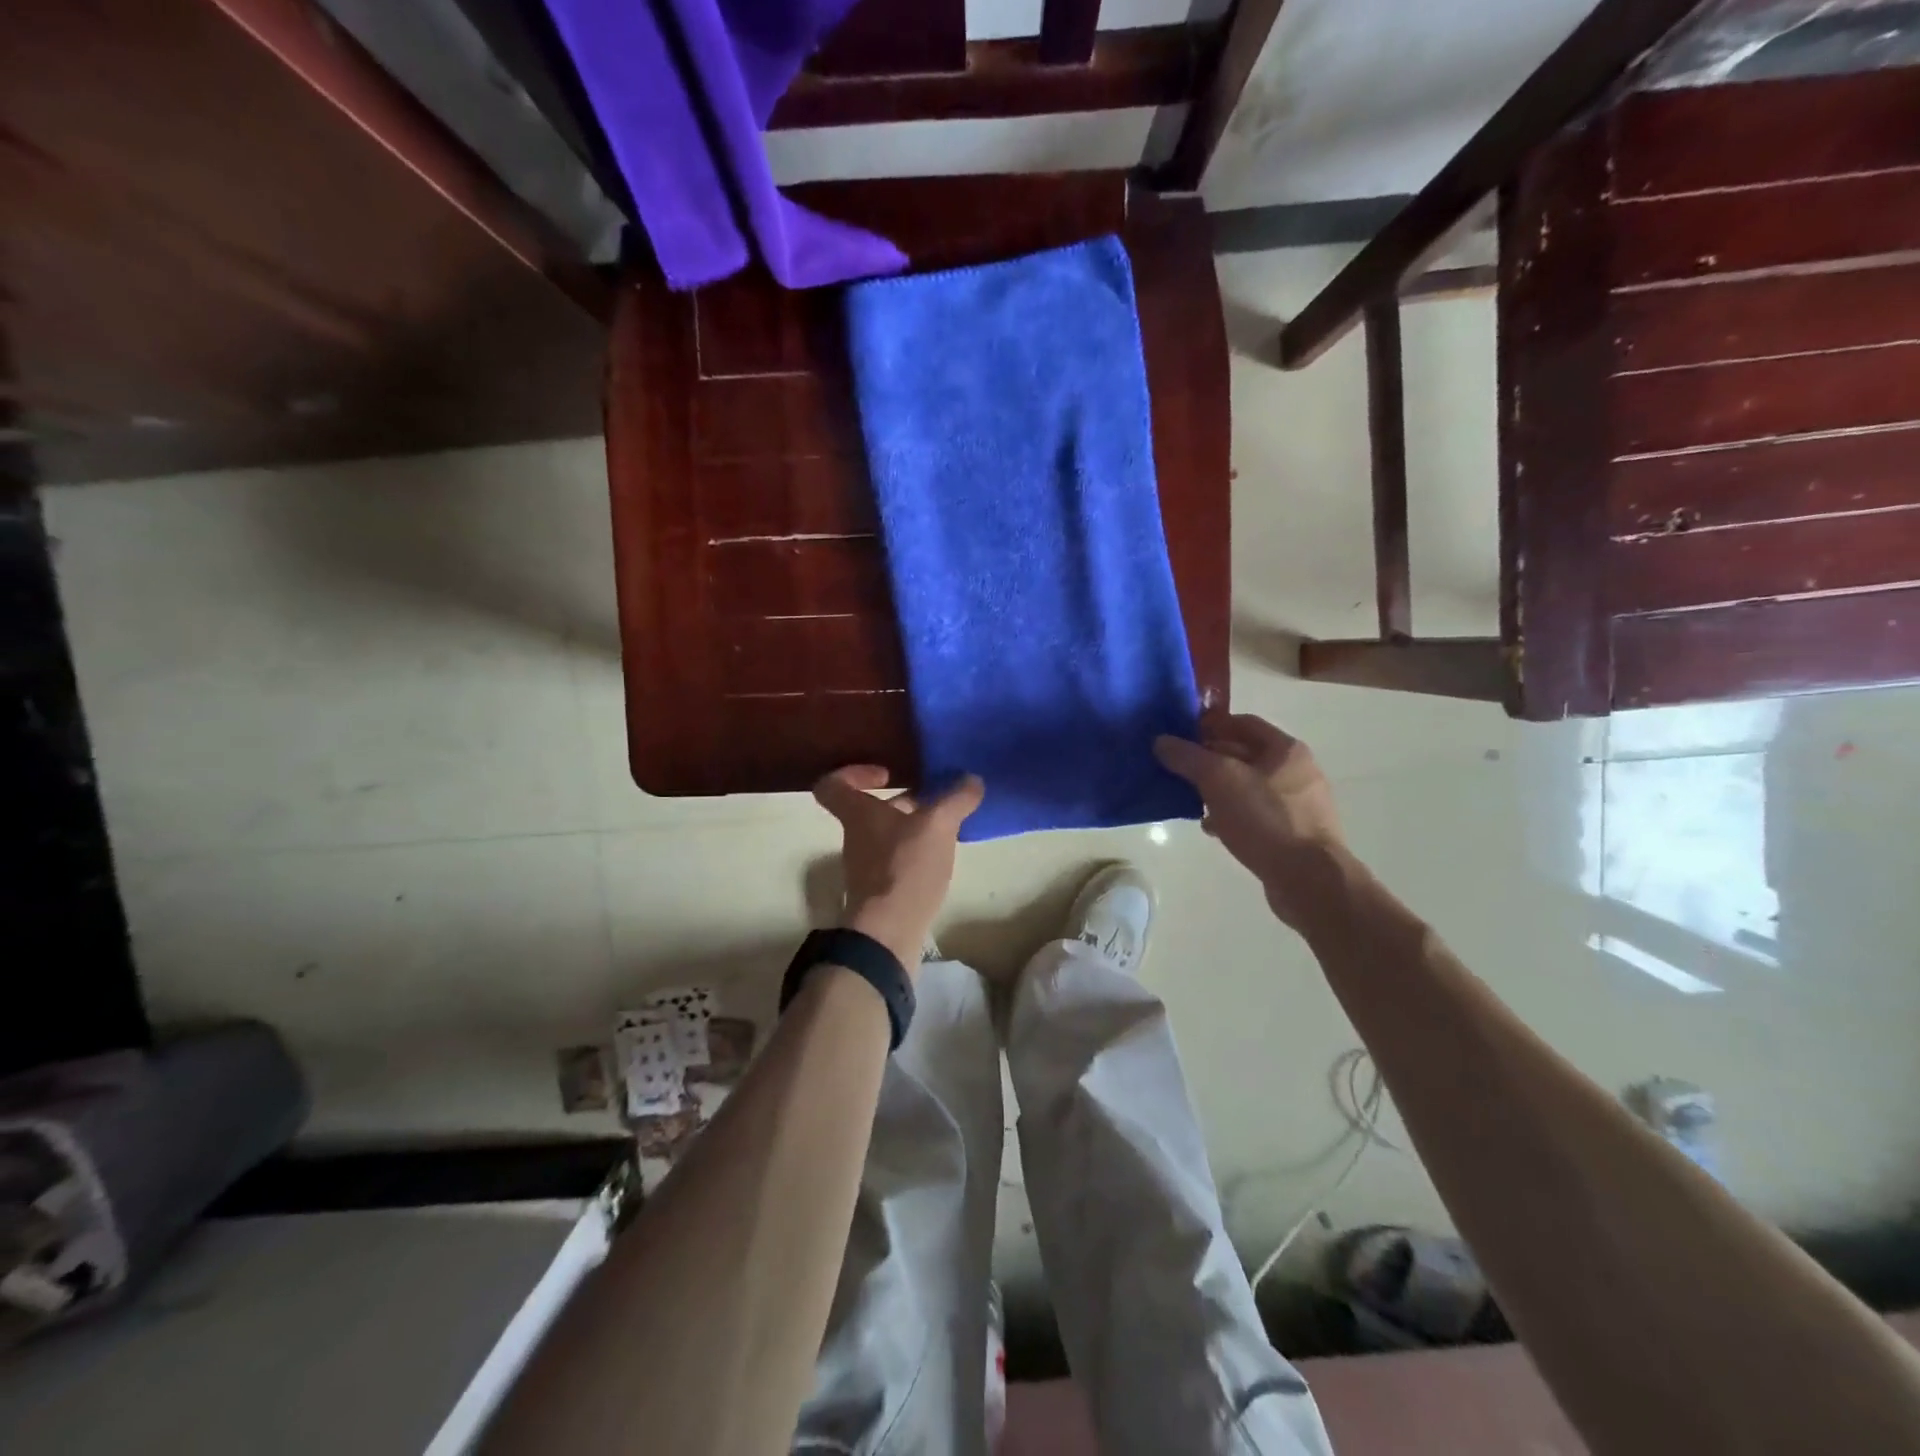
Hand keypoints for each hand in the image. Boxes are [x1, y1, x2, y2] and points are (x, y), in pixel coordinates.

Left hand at [812, 766, 984, 972]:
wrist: (888, 932)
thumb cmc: (904, 867)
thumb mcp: (937, 825)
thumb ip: (955, 800)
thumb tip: (972, 780)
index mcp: (858, 814)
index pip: (833, 785)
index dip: (853, 773)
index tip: (886, 774)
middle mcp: (857, 838)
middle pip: (869, 810)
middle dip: (902, 802)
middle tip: (934, 799)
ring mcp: (867, 867)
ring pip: (887, 836)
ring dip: (913, 828)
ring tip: (947, 827)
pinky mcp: (882, 892)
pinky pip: (898, 862)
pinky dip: (917, 854)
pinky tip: (943, 857)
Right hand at [1154, 710, 1346, 927]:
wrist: (1309, 879)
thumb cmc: (1265, 819)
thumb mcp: (1219, 780)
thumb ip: (1188, 757)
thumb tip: (1161, 741)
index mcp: (1286, 749)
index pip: (1241, 722)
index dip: (1208, 726)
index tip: (1179, 737)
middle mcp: (1297, 771)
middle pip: (1244, 755)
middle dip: (1209, 761)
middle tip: (1178, 770)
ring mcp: (1298, 804)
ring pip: (1248, 787)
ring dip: (1218, 791)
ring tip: (1191, 802)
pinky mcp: (1293, 833)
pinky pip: (1256, 815)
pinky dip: (1232, 816)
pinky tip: (1213, 829)